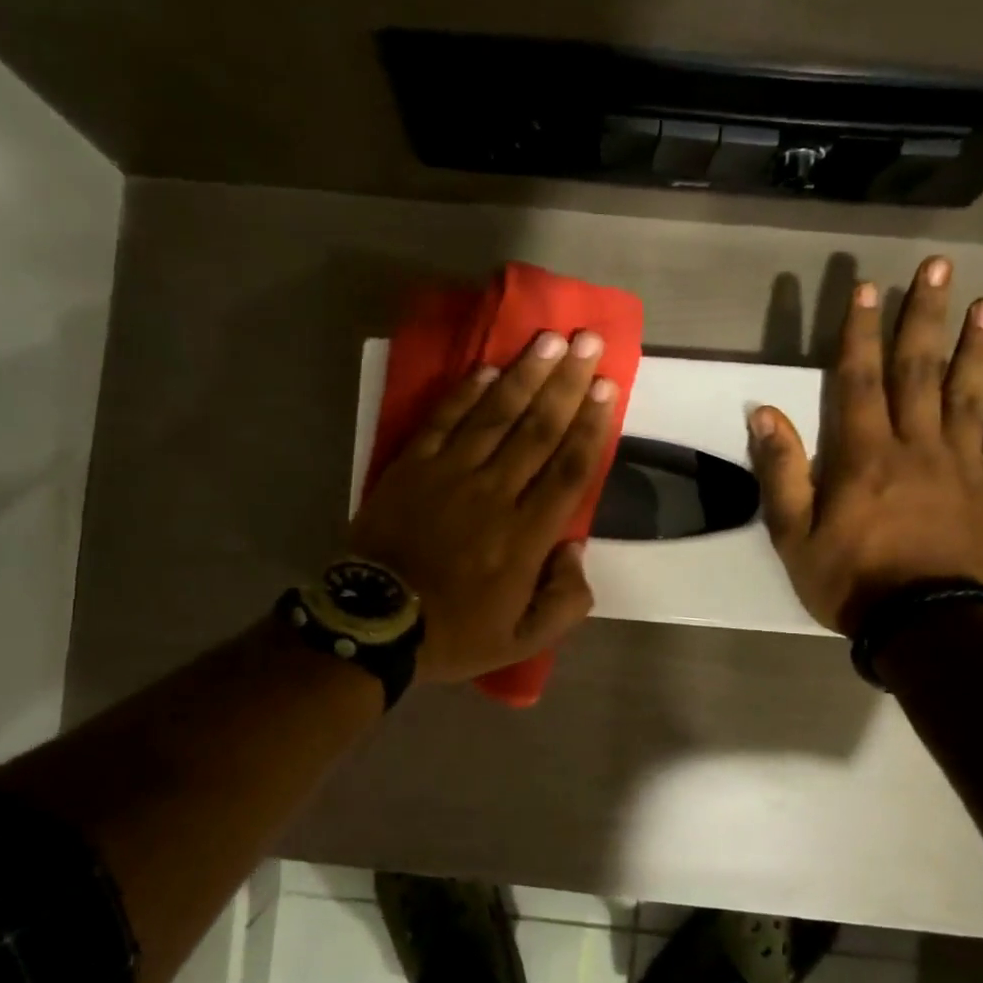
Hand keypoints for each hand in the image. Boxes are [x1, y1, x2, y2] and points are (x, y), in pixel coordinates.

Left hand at [348, 329, 618, 683]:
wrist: (373, 624)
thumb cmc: (452, 632)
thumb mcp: (522, 640)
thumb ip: (563, 600)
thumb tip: (575, 549)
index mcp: (525, 536)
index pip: (568, 469)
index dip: (592, 425)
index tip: (608, 388)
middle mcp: (494, 494)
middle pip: (538, 429)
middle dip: (567, 383)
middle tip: (589, 342)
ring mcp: (449, 475)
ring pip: (495, 415)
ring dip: (525, 375)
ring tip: (549, 341)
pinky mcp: (411, 467)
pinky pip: (444, 421)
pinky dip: (466, 393)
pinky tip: (487, 368)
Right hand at [748, 256, 982, 637]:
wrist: (924, 624)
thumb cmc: (850, 580)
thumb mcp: (793, 534)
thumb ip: (782, 472)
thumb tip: (766, 414)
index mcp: (864, 454)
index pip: (860, 379)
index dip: (860, 332)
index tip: (866, 288)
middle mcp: (915, 446)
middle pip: (920, 371)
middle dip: (925, 316)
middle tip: (938, 267)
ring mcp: (958, 465)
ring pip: (969, 395)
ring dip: (977, 347)